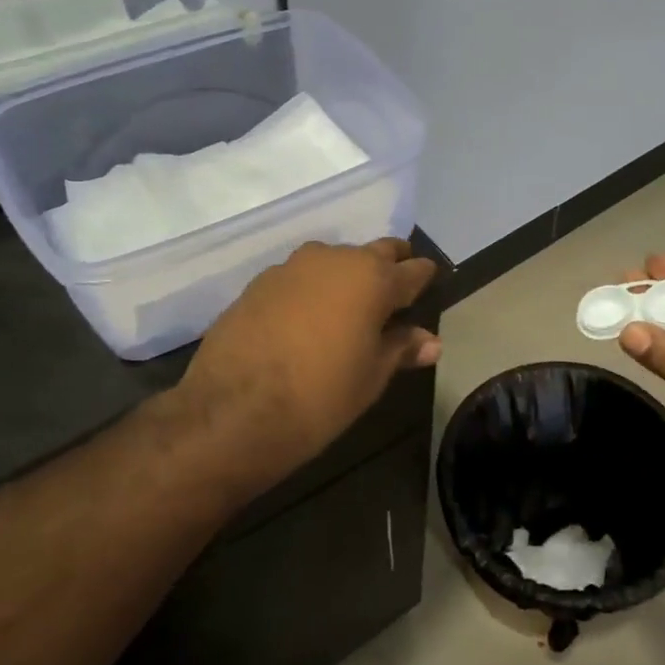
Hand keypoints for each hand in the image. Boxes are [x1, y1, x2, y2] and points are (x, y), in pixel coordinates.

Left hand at [169, 239, 438, 498]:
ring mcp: (292, 267)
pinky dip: (312, 290)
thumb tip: (432, 342)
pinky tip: (307, 320)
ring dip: (347, 277)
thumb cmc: (320, 397)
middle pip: (375, 252)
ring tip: (349, 309)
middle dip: (389, 267)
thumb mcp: (371, 377)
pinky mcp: (259, 283)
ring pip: (334, 261)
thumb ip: (401, 349)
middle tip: (394, 296)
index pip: (413, 270)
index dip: (424, 279)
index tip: (429, 288)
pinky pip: (300, 278)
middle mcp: (335, 260)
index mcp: (373, 279)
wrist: (233, 411)